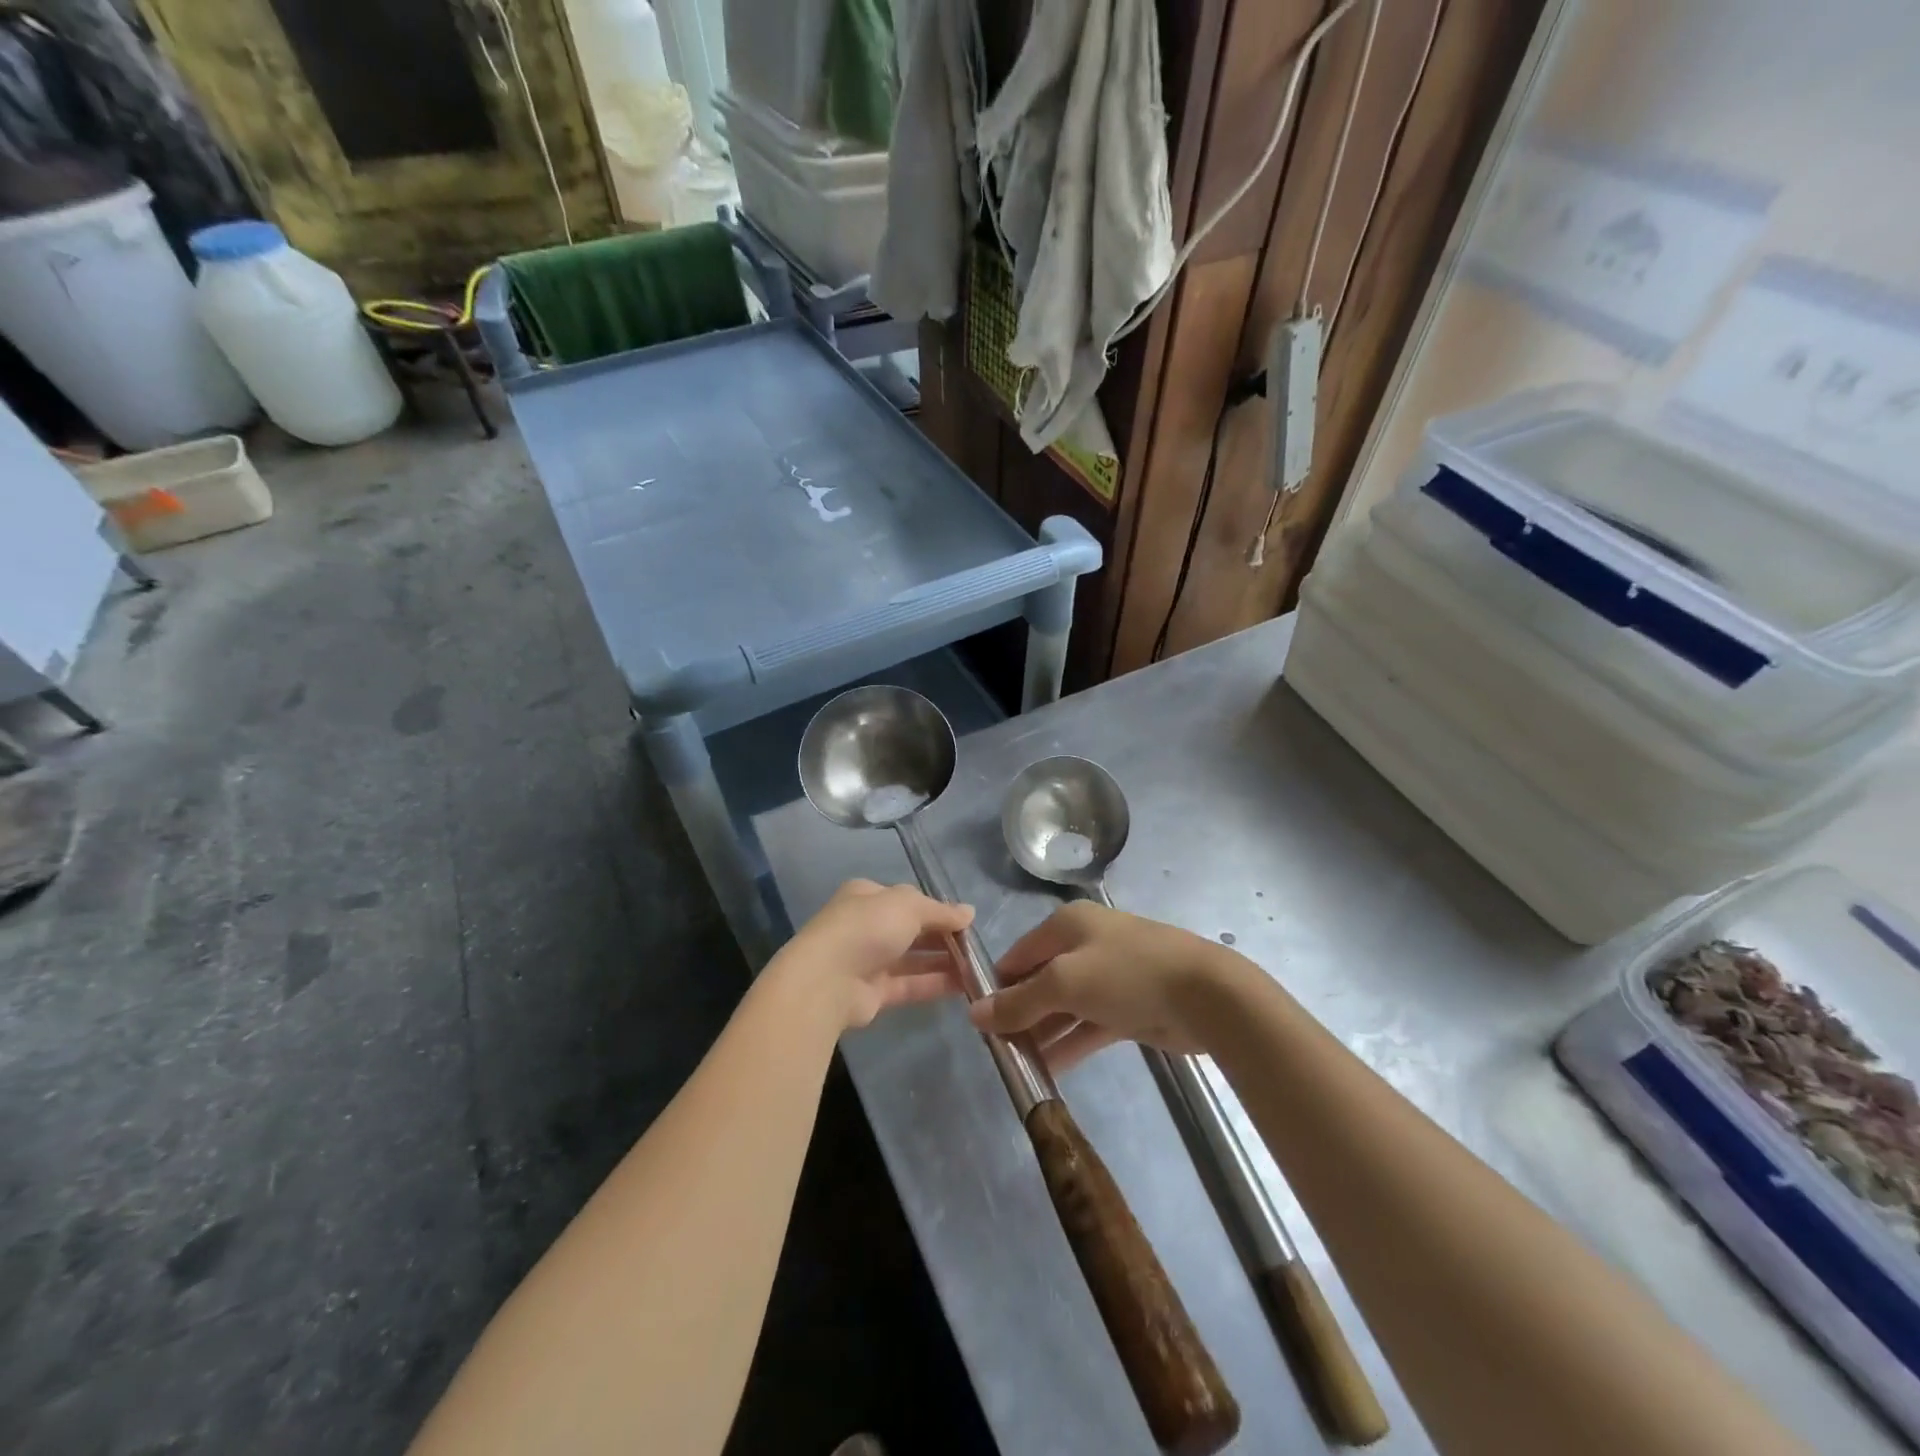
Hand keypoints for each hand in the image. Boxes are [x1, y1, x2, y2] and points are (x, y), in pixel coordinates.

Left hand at [773, 879, 973, 1029]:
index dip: (936, 908)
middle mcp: (866, 926)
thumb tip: (969, 912)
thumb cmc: (867, 928)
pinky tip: (964, 985)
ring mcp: (868, 961)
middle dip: (942, 936)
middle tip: (975, 946)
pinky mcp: (873, 993)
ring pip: (913, 959)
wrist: (826, 981)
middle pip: (911, 930)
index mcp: (867, 896)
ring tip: (977, 967)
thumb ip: (940, 911)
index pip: (907, 899)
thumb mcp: (908, 906)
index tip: (965, 920)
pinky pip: (910, 985)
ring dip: (943, 962)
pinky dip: (935, 984)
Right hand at [970, 902, 1235, 1070]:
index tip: (977, 1019)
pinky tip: (1046, 1072)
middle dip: (1018, 1012)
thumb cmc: (1127, 974)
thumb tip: (975, 1013)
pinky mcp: (1127, 1008)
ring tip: (1014, 1066)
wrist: (1206, 995)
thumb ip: (1019, 1001)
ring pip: (1063, 1007)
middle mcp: (1085, 945)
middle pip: (1040, 980)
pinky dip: (1068, 1045)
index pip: (1019, 954)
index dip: (997, 984)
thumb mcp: (1065, 983)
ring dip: (1041, 1033)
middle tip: (995, 1050)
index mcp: (1068, 925)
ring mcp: (1108, 978)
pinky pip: (1087, 1026)